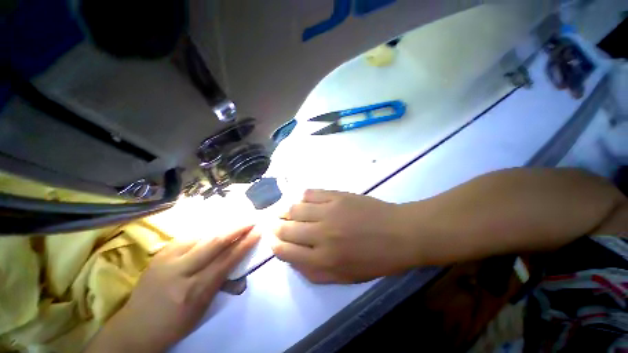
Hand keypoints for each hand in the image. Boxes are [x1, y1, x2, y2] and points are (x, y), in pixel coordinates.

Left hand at [85, 225, 259, 352]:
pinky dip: (206, 232)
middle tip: (251, 220)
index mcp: (194, 290)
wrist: (135, 326)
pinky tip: (215, 229)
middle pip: (215, 243)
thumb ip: (222, 285)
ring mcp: (167, 259)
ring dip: (223, 227)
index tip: (258, 231)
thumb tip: (241, 272)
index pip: (226, 260)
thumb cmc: (173, 323)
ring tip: (237, 222)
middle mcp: (180, 271)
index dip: (244, 244)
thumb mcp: (202, 309)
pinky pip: (189, 237)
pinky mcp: (160, 253)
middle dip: (237, 229)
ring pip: (202, 236)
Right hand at [272, 190, 418, 282]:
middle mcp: (321, 235)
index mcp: (323, 260)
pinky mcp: (337, 196)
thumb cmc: (375, 259)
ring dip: (284, 210)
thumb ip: (315, 272)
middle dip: (275, 227)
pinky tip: (300, 199)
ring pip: (294, 208)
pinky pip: (311, 193)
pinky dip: (301, 196)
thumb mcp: (345, 278)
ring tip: (283, 210)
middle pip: (286, 228)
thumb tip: (293, 259)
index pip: (285, 251)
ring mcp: (329, 211)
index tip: (272, 240)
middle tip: (274, 223)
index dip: (274, 245)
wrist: (399, 233)